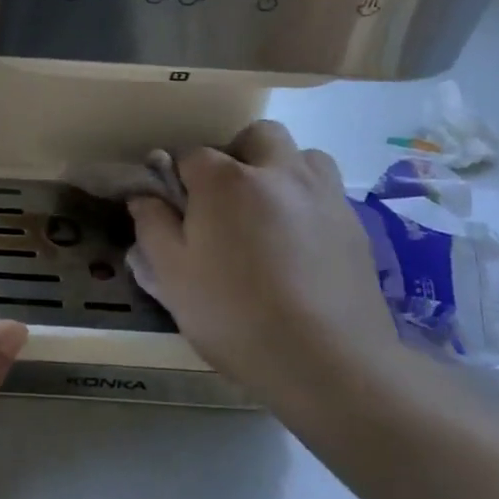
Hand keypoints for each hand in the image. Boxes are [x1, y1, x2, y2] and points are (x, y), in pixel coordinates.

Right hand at [126, 121, 397, 411]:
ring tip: (267, 214)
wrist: (327, 362)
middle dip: (236, 155)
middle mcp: (278, 172)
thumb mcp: (171, 275)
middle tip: (223, 200)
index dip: (177, 177)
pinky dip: (307, 201)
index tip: (173, 206)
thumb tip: (144, 196)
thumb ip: (152, 226)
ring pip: (302, 156)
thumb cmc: (234, 314)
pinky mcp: (355, 224)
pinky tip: (298, 244)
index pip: (191, 154)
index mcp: (225, 180)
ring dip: (280, 171)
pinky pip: (325, 192)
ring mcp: (323, 195)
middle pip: (256, 137)